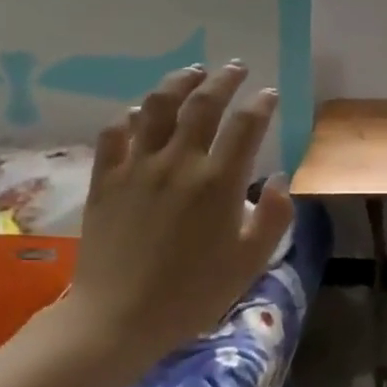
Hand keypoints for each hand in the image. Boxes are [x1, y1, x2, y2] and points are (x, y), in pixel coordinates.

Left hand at [58, 62, 293, 360]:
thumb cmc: (193, 293)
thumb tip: (281, 178)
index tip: (270, 94)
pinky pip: (116, 133)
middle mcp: (179, 163)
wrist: (118, 318)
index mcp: (219, 182)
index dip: (261, 104)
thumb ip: (274, 216)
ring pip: (158, 107)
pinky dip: (132, 116)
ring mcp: (137, 167)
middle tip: (236, 68)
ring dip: (179, 83)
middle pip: (203, 104)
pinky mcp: (105, 179)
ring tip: (193, 72)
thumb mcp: (250, 262)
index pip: (246, 125)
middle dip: (224, 80)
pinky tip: (142, 112)